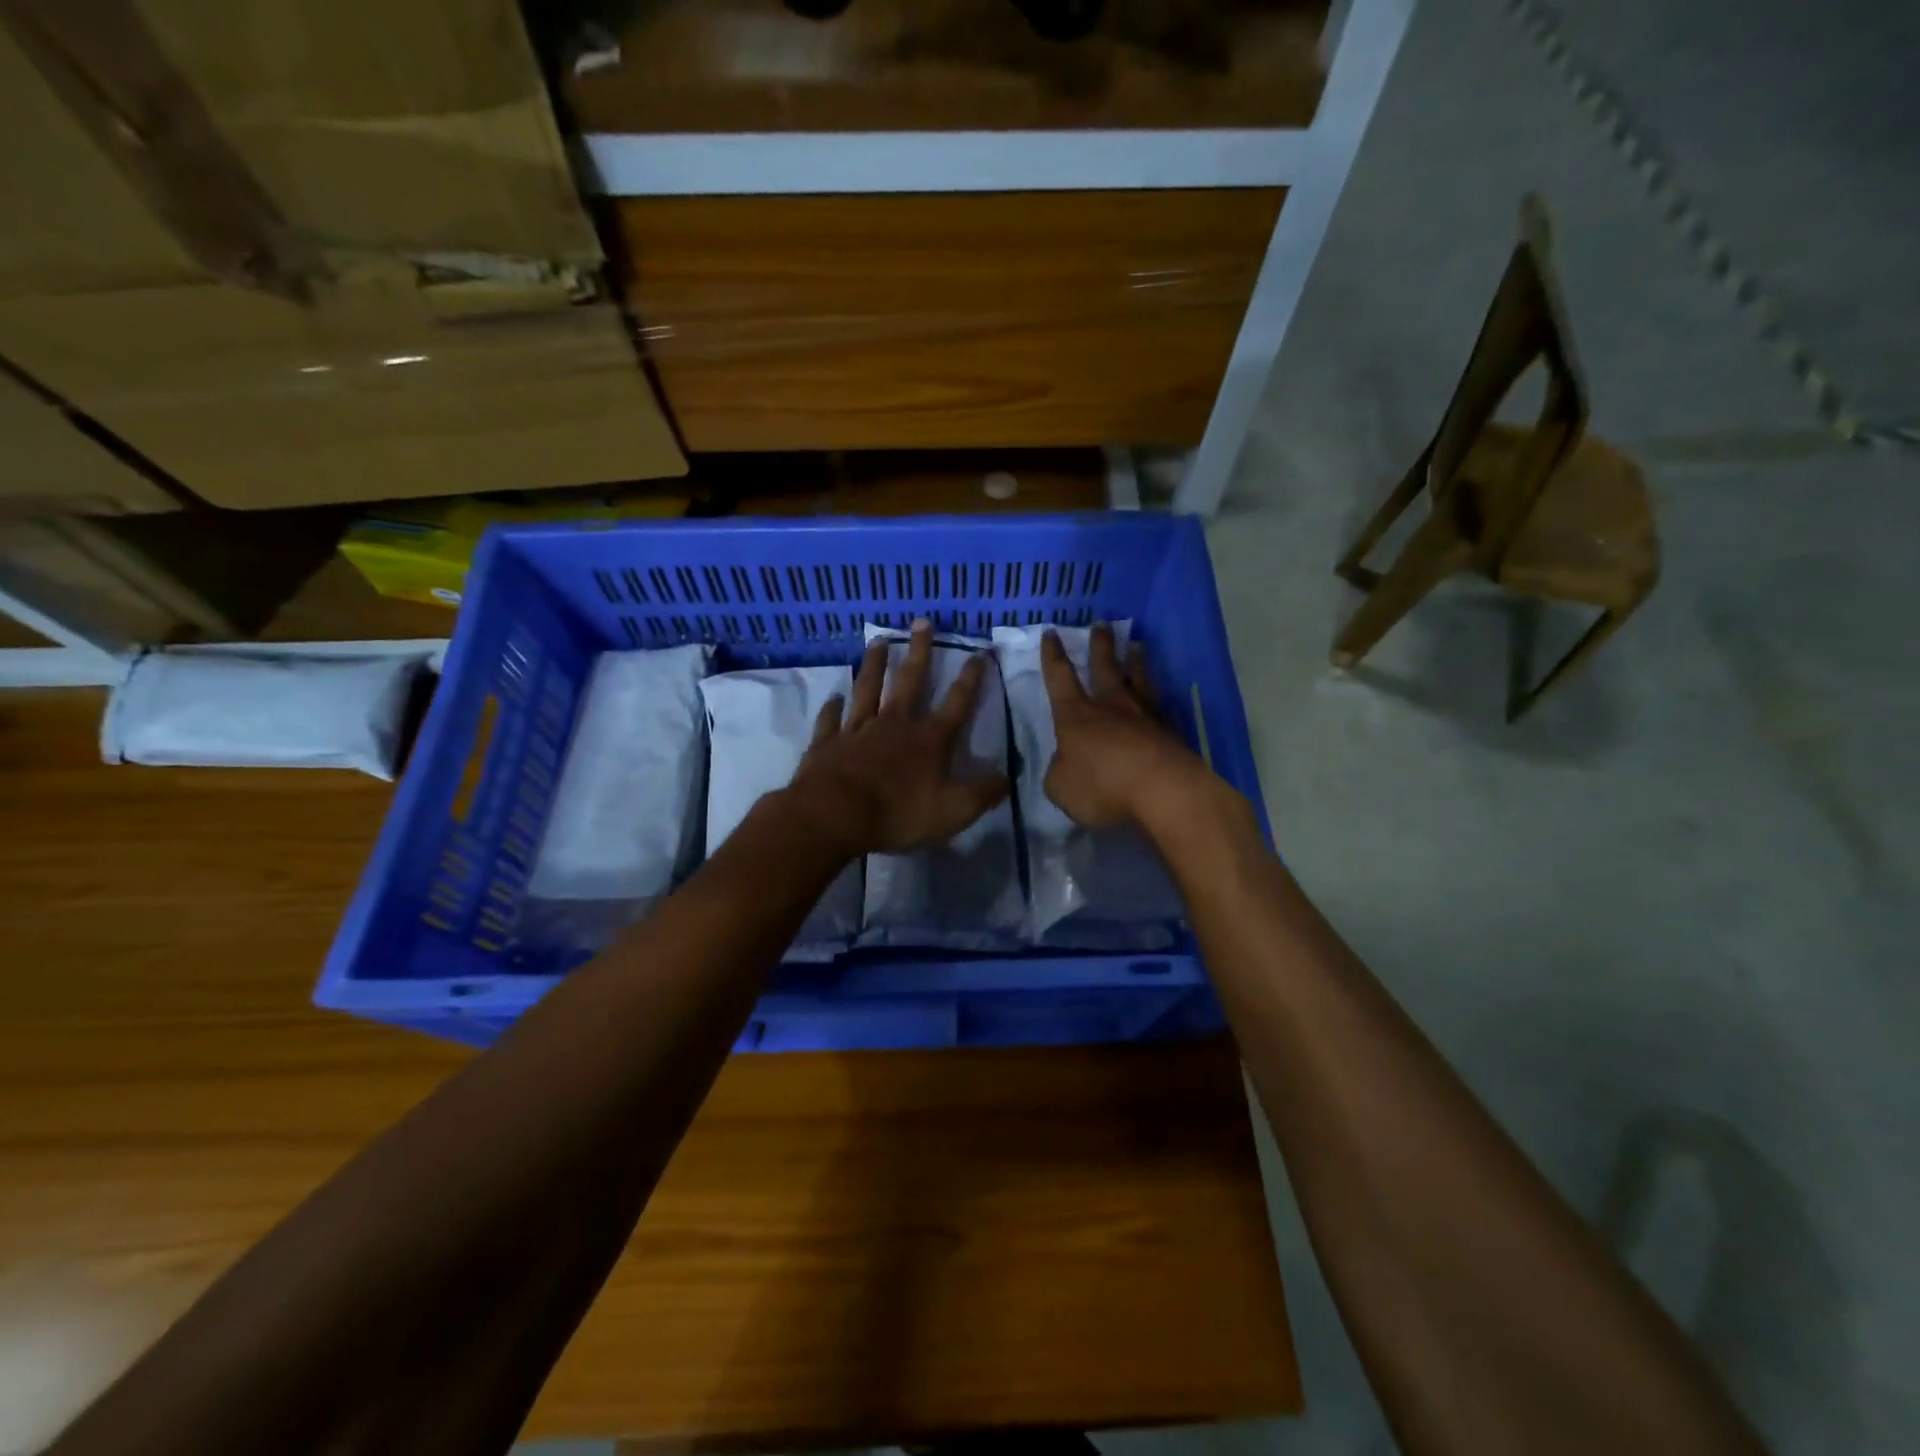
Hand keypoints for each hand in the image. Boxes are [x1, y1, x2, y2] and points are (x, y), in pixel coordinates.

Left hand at [788, 621, 1010, 856]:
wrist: (835, 814)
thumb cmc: (898, 813)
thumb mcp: (954, 810)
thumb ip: (983, 793)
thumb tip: (1008, 778)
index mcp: (929, 739)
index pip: (958, 703)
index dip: (972, 679)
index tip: (981, 652)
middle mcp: (894, 724)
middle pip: (910, 681)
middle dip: (919, 651)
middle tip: (922, 622)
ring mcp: (858, 730)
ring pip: (868, 689)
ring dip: (875, 665)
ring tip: (878, 642)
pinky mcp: (828, 743)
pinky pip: (831, 719)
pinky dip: (833, 707)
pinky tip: (834, 696)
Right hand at [1040, 622, 1214, 829]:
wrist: (1164, 791)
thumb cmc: (1103, 786)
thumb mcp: (1061, 787)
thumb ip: (1059, 772)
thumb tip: (1064, 764)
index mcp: (1076, 716)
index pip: (1060, 678)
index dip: (1053, 656)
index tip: (1051, 632)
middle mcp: (1111, 707)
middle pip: (1105, 668)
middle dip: (1100, 646)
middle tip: (1101, 625)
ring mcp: (1145, 717)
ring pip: (1138, 680)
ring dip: (1136, 662)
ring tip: (1137, 645)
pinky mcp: (1171, 733)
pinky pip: (1162, 707)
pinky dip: (1158, 698)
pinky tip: (1161, 695)